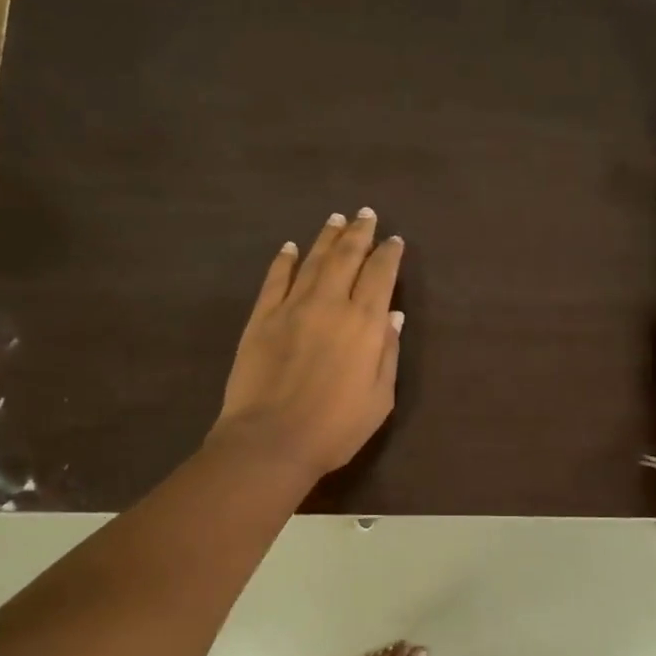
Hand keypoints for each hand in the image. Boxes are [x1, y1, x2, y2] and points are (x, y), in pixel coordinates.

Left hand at [210, 208, 404, 480]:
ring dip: (327, 237)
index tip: (394, 240)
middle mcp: (330, 304)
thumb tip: (392, 316)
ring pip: (313, 261)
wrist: (271, 441)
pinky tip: (291, 247)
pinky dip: (285, 260)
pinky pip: (275, 279)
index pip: (380, 275)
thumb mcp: (379, 398)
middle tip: (366, 214)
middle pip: (347, 257)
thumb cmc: (335, 428)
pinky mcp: (261, 318)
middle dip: (359, 233)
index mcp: (364, 323)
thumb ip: (387, 353)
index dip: (389, 255)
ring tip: (336, 218)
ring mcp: (291, 307)